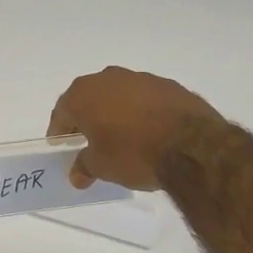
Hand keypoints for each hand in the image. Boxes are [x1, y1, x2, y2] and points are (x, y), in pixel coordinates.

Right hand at [46, 67, 221, 190]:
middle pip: (89, 99)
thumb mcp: (102, 167)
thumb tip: (77, 174)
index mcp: (83, 94)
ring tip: (123, 139)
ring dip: (115, 113)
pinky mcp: (168, 85)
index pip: (62, 112)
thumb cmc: (133, 153)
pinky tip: (149, 132)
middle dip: (87, 119)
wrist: (192, 146)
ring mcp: (140, 78)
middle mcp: (108, 78)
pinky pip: (144, 99)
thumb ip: (84, 166)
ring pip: (118, 96)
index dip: (60, 132)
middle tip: (90, 143)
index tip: (62, 148)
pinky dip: (141, 112)